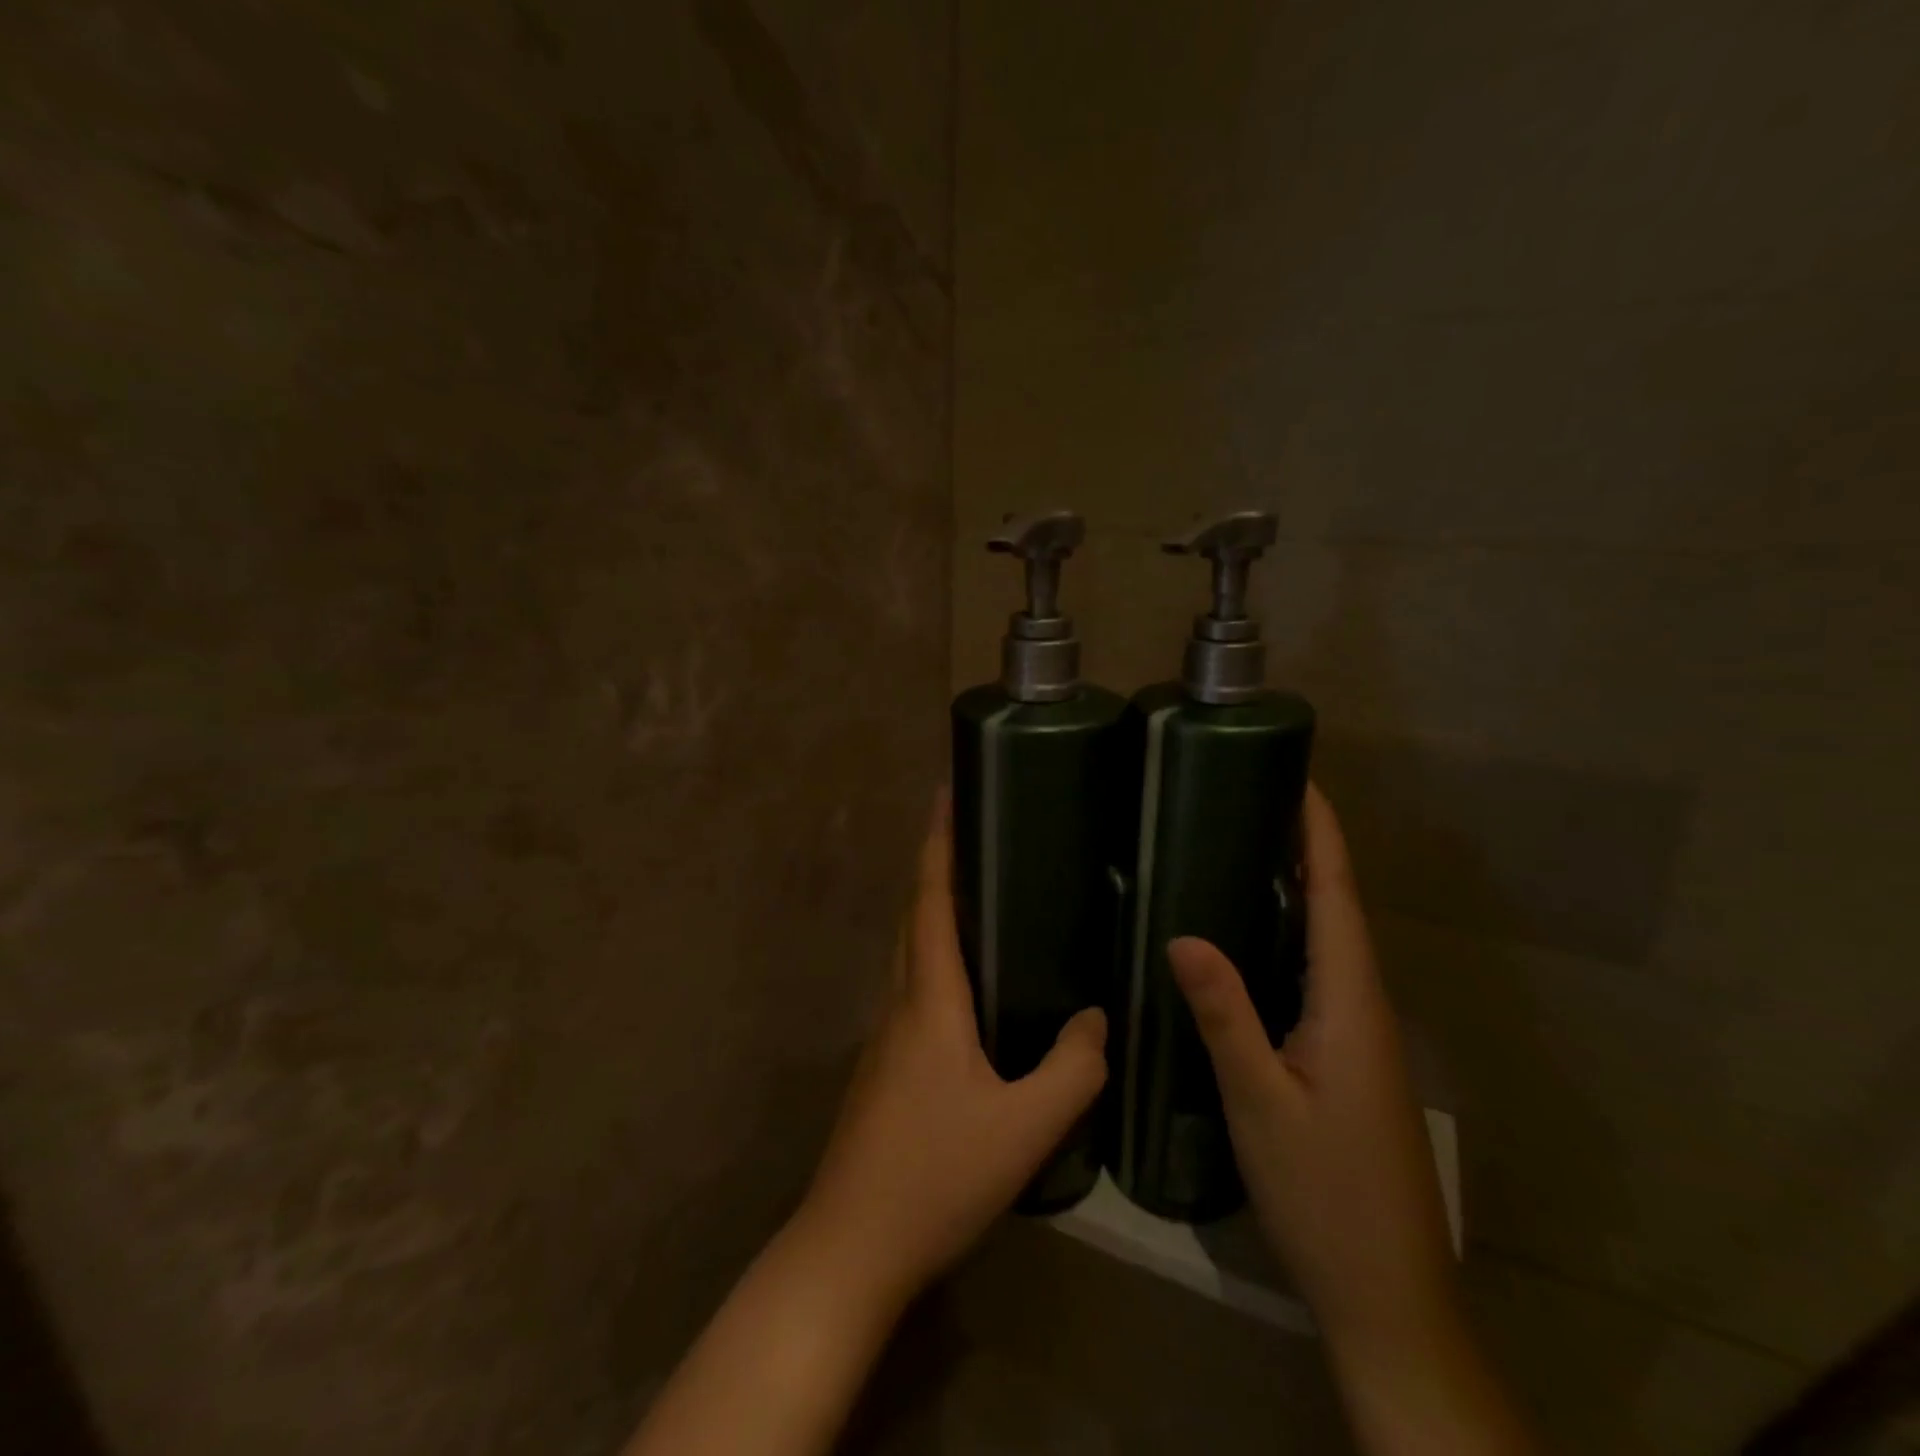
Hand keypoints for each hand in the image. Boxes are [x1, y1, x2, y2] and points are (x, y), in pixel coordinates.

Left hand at [797, 791, 1108, 1308]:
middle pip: (914, 917)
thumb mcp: (1023, 1127)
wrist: (849, 1248)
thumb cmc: (935, 1175)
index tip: (946, 793)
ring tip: (978, 896)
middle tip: (976, 836)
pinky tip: (967, 987)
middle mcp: (899, 1003)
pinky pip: (911, 989)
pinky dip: (935, 960)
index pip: (931, 901)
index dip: (938, 844)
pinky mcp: (882, 1068)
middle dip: (937, 866)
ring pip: (909, 954)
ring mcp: (884, 1037)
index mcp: (928, 999)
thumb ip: (1071, 1070)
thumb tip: (1095, 1019)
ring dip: (934, 913)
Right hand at [1168, 783, 1456, 1362]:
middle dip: (1307, 849)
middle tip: (1252, 800)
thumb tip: (1183, 934)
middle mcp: (1364, 1007)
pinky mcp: (1349, 1059)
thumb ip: (1225, 1014)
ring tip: (1246, 847)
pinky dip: (1292, 934)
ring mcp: (1361, 1036)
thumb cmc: (1325, 1193)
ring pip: (1330, 943)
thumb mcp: (1260, 1101)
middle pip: (1338, 910)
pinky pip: (1319, 974)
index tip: (1299, 779)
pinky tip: (1253, 937)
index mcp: (1350, 1003)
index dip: (1321, 836)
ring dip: (1301, 889)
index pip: (1337, 898)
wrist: (1388, 1295)